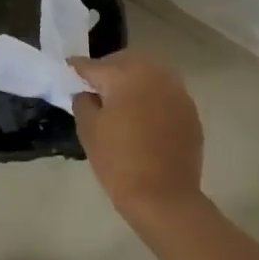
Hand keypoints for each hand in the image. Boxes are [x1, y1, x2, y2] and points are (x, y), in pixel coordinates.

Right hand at [70, 50, 204, 223]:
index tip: (69, 69)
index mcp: (126, 75)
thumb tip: (87, 92)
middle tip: (95, 89)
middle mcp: (155, 74)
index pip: (94, 65)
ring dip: (133, 81)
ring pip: (149, 74)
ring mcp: (177, 91)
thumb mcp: (88, 130)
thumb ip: (83, 101)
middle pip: (126, 62)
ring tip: (121, 102)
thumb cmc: (119, 162)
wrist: (164, 197)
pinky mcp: (190, 111)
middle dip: (109, 70)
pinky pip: (165, 93)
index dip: (78, 69)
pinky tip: (143, 118)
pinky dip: (152, 97)